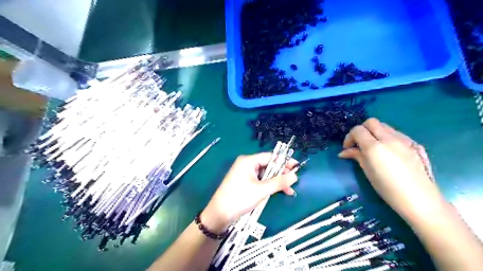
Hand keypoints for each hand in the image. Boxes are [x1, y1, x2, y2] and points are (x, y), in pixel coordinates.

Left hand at [200, 154, 298, 231]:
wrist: (219, 214)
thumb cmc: (239, 198)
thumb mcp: (261, 190)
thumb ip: (279, 182)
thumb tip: (295, 176)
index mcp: (248, 161)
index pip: (270, 157)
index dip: (284, 161)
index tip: (297, 167)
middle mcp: (247, 164)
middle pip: (268, 165)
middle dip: (281, 174)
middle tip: (294, 181)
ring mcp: (245, 174)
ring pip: (265, 174)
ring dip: (277, 181)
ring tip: (289, 190)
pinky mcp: (245, 182)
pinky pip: (260, 181)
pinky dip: (269, 186)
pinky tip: (279, 192)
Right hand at [337, 118, 442, 221]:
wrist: (420, 200)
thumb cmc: (388, 189)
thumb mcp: (368, 172)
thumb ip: (356, 156)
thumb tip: (344, 152)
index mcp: (375, 147)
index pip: (357, 130)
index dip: (349, 137)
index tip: (348, 148)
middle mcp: (389, 138)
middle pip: (371, 122)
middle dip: (362, 130)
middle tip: (359, 144)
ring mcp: (404, 140)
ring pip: (384, 126)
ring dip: (375, 132)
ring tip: (373, 147)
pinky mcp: (414, 144)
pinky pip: (396, 133)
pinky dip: (387, 137)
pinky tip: (388, 151)